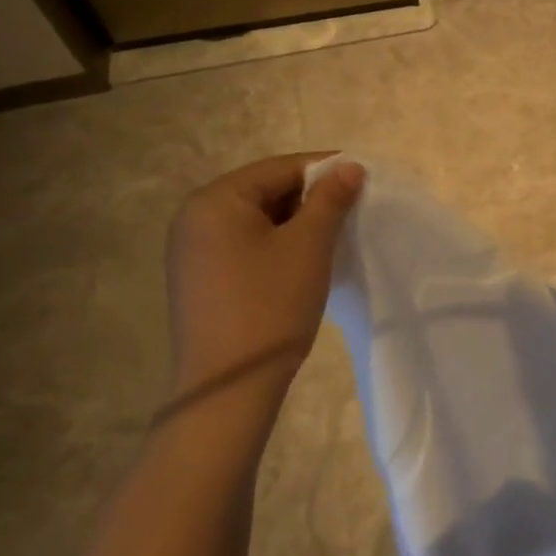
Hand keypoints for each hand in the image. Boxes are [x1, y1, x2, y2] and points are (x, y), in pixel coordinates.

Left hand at [165, 154, 364, 402]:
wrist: (229, 387)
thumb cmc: (271, 306)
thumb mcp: (308, 246)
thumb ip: (330, 200)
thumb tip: (349, 167)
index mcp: (215, 200)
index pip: (279, 168)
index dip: (324, 169)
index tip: (363, 178)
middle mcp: (194, 218)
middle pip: (264, 192)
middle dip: (310, 199)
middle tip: (352, 210)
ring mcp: (192, 251)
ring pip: (255, 221)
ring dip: (295, 224)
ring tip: (334, 237)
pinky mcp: (199, 280)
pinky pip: (243, 246)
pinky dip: (276, 246)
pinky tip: (303, 263)